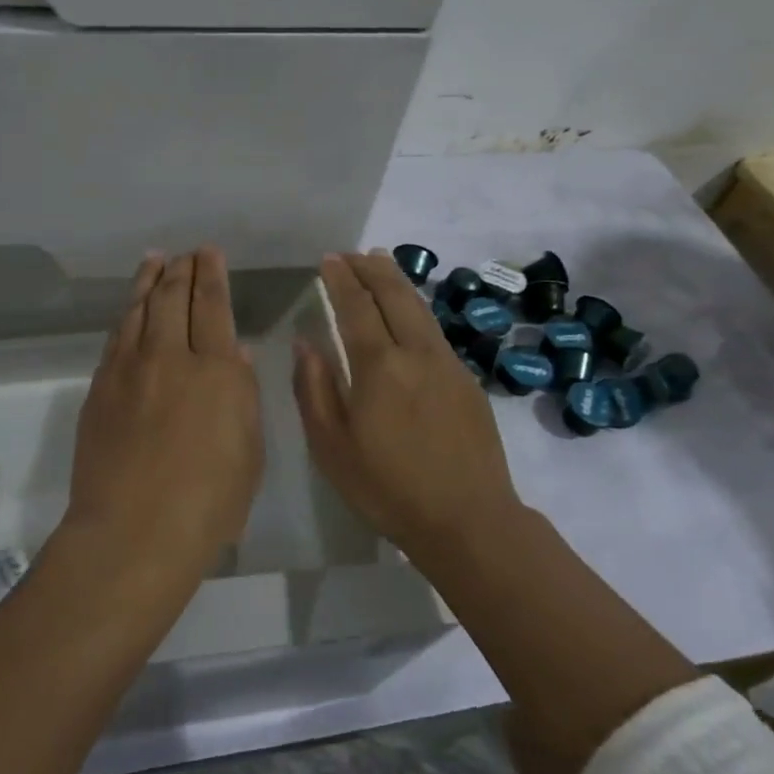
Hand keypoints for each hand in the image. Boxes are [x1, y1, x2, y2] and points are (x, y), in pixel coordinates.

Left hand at [65, 247, 263, 567]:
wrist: (133, 532)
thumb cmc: (208, 504)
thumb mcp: (249, 452)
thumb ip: (242, 395)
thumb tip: (234, 352)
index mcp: (215, 370)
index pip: (213, 306)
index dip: (212, 275)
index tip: (209, 254)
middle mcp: (169, 356)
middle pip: (173, 298)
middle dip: (182, 269)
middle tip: (186, 253)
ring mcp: (128, 369)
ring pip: (138, 309)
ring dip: (148, 280)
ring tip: (155, 260)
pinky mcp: (99, 387)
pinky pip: (115, 336)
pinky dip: (126, 313)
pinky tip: (130, 307)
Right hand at [293, 251, 521, 551]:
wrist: (467, 519)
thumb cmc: (387, 488)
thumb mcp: (332, 447)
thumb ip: (315, 389)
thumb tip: (306, 342)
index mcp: (378, 366)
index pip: (356, 306)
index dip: (341, 279)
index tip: (329, 260)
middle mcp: (416, 353)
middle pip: (394, 295)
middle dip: (371, 268)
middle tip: (352, 254)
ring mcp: (447, 364)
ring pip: (420, 307)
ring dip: (397, 281)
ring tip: (380, 264)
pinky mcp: (467, 380)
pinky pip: (435, 330)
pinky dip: (416, 307)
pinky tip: (409, 313)